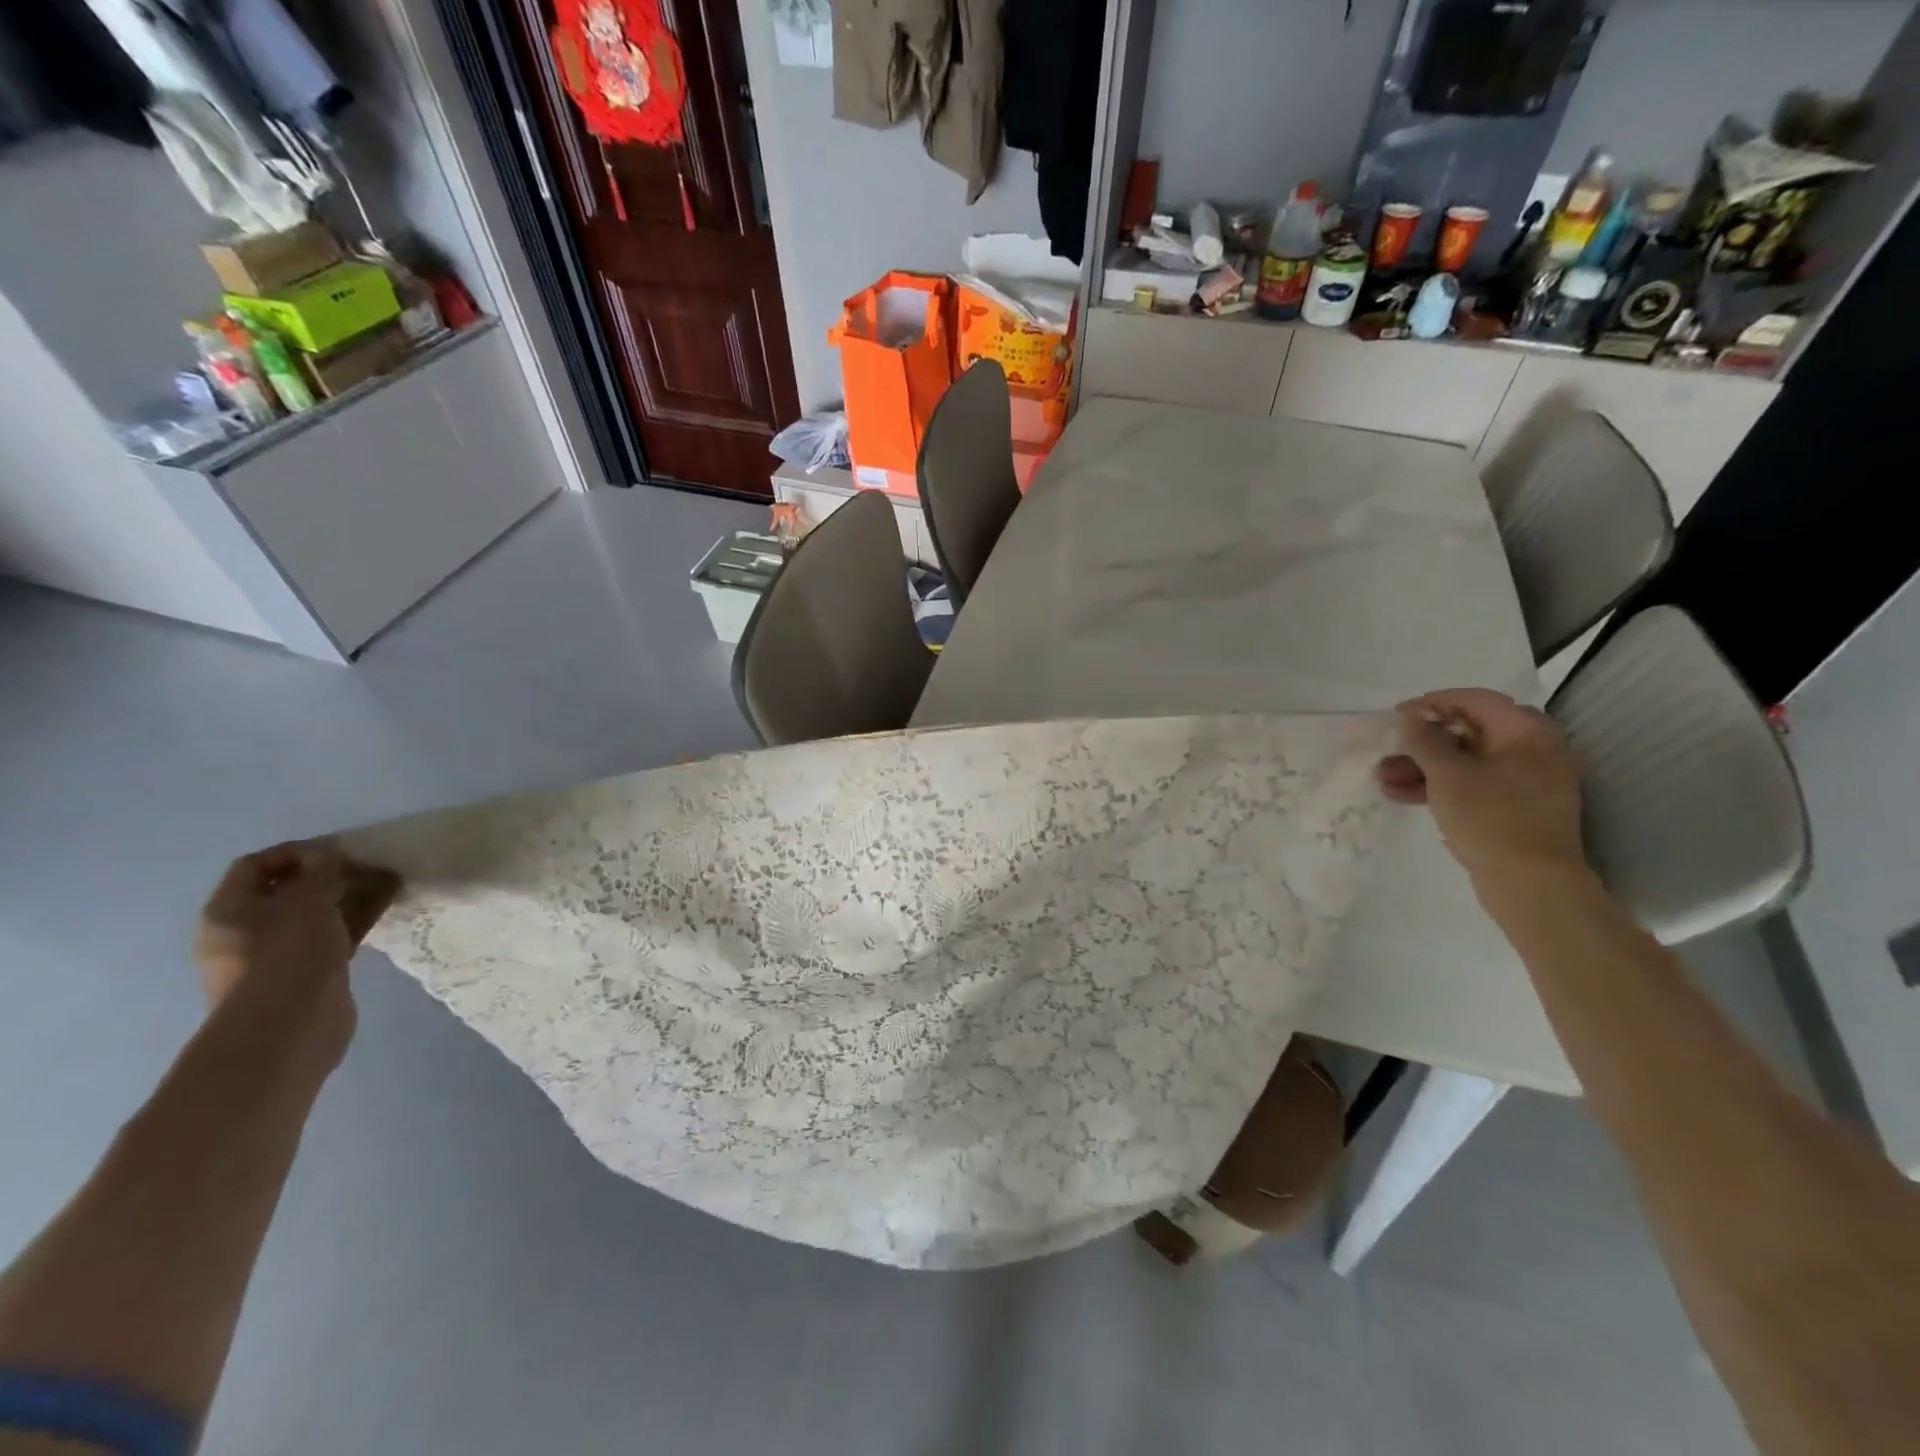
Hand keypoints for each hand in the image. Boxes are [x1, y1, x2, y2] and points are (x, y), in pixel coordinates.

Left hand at [194, 842, 396, 1072]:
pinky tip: (390, 904)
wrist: (288, 1028)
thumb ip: (321, 871)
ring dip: (353, 893)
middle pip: (291, 890)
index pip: (256, 866)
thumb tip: (330, 854)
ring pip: (320, 912)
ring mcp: (280, 954)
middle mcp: (248, 931)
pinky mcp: (312, 971)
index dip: (296, 852)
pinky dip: (360, 917)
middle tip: (372, 863)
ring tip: (392, 878)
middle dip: (332, 873)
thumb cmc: (286, 955)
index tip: (338, 849)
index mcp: (229, 911)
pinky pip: (337, 933)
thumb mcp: (306, 901)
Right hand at [1376, 689, 1588, 885]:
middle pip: (1468, 732)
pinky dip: (1439, 786)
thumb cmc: (1491, 818)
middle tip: (1387, 750)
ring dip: (1423, 767)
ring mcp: (1525, 781)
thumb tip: (1408, 719)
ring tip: (1383, 779)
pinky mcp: (1514, 807)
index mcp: (1526, 733)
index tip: (1396, 716)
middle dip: (1421, 742)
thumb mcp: (1448, 775)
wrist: (1531, 885)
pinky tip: (1401, 796)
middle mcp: (1532, 750)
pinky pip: (1472, 785)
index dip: (1431, 703)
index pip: (1475, 700)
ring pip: (1465, 761)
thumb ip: (1423, 740)